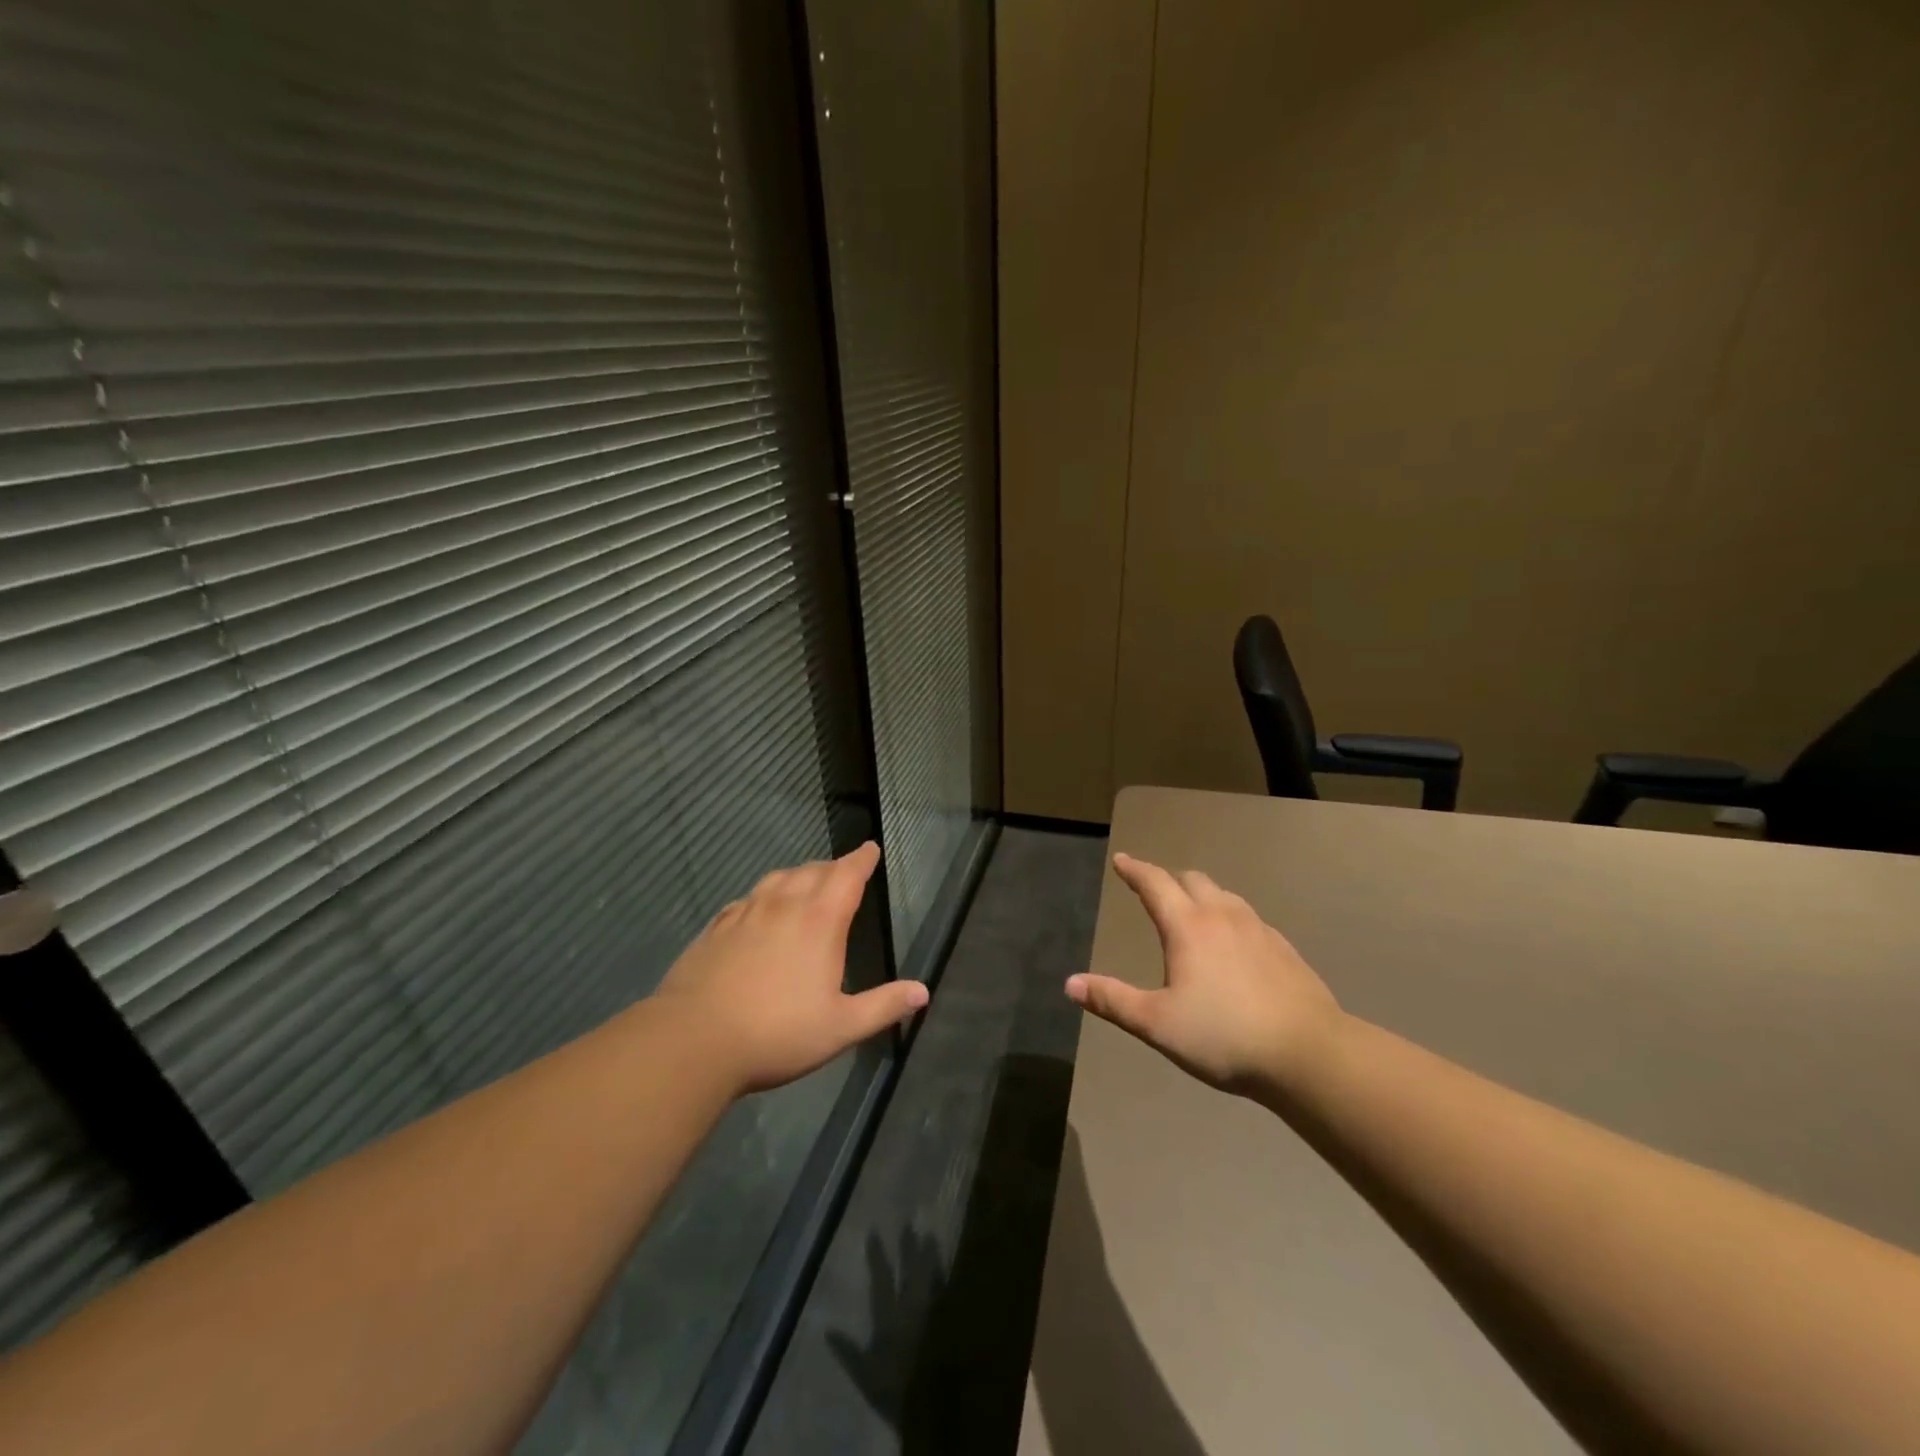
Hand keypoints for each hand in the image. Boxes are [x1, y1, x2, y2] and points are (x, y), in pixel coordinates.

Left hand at [654, 842, 927, 1093]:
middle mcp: (783, 906)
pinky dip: (762, 897)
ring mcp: (745, 914)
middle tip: (844, 871)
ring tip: (805, 883)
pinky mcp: (716, 929)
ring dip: (798, 876)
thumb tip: (922, 991)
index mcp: (819, 921)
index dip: (861, 859)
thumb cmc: (777, 1033)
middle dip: (833, 867)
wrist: (694, 1041)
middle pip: (813, 871)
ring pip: (777, 879)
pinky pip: (746, 900)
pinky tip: (758, 910)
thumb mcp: (841, 1027)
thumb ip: (884, 1006)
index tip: (870, 848)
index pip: (847, 875)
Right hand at [1066, 853, 1342, 1099]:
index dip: (1135, 870)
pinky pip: (1249, 920)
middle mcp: (1223, 916)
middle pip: (1192, 880)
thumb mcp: (1157, 1024)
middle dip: (1170, 880)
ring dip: (1203, 896)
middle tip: (1155, 890)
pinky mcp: (1285, 950)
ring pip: (1225, 896)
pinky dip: (1231, 919)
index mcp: (1188, 927)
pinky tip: (1235, 947)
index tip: (1122, 860)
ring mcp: (1259, 930)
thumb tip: (1071, 983)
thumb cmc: (1223, 1036)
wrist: (1308, 1054)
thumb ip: (1113, 1001)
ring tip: (1194, 914)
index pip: (1154, 884)